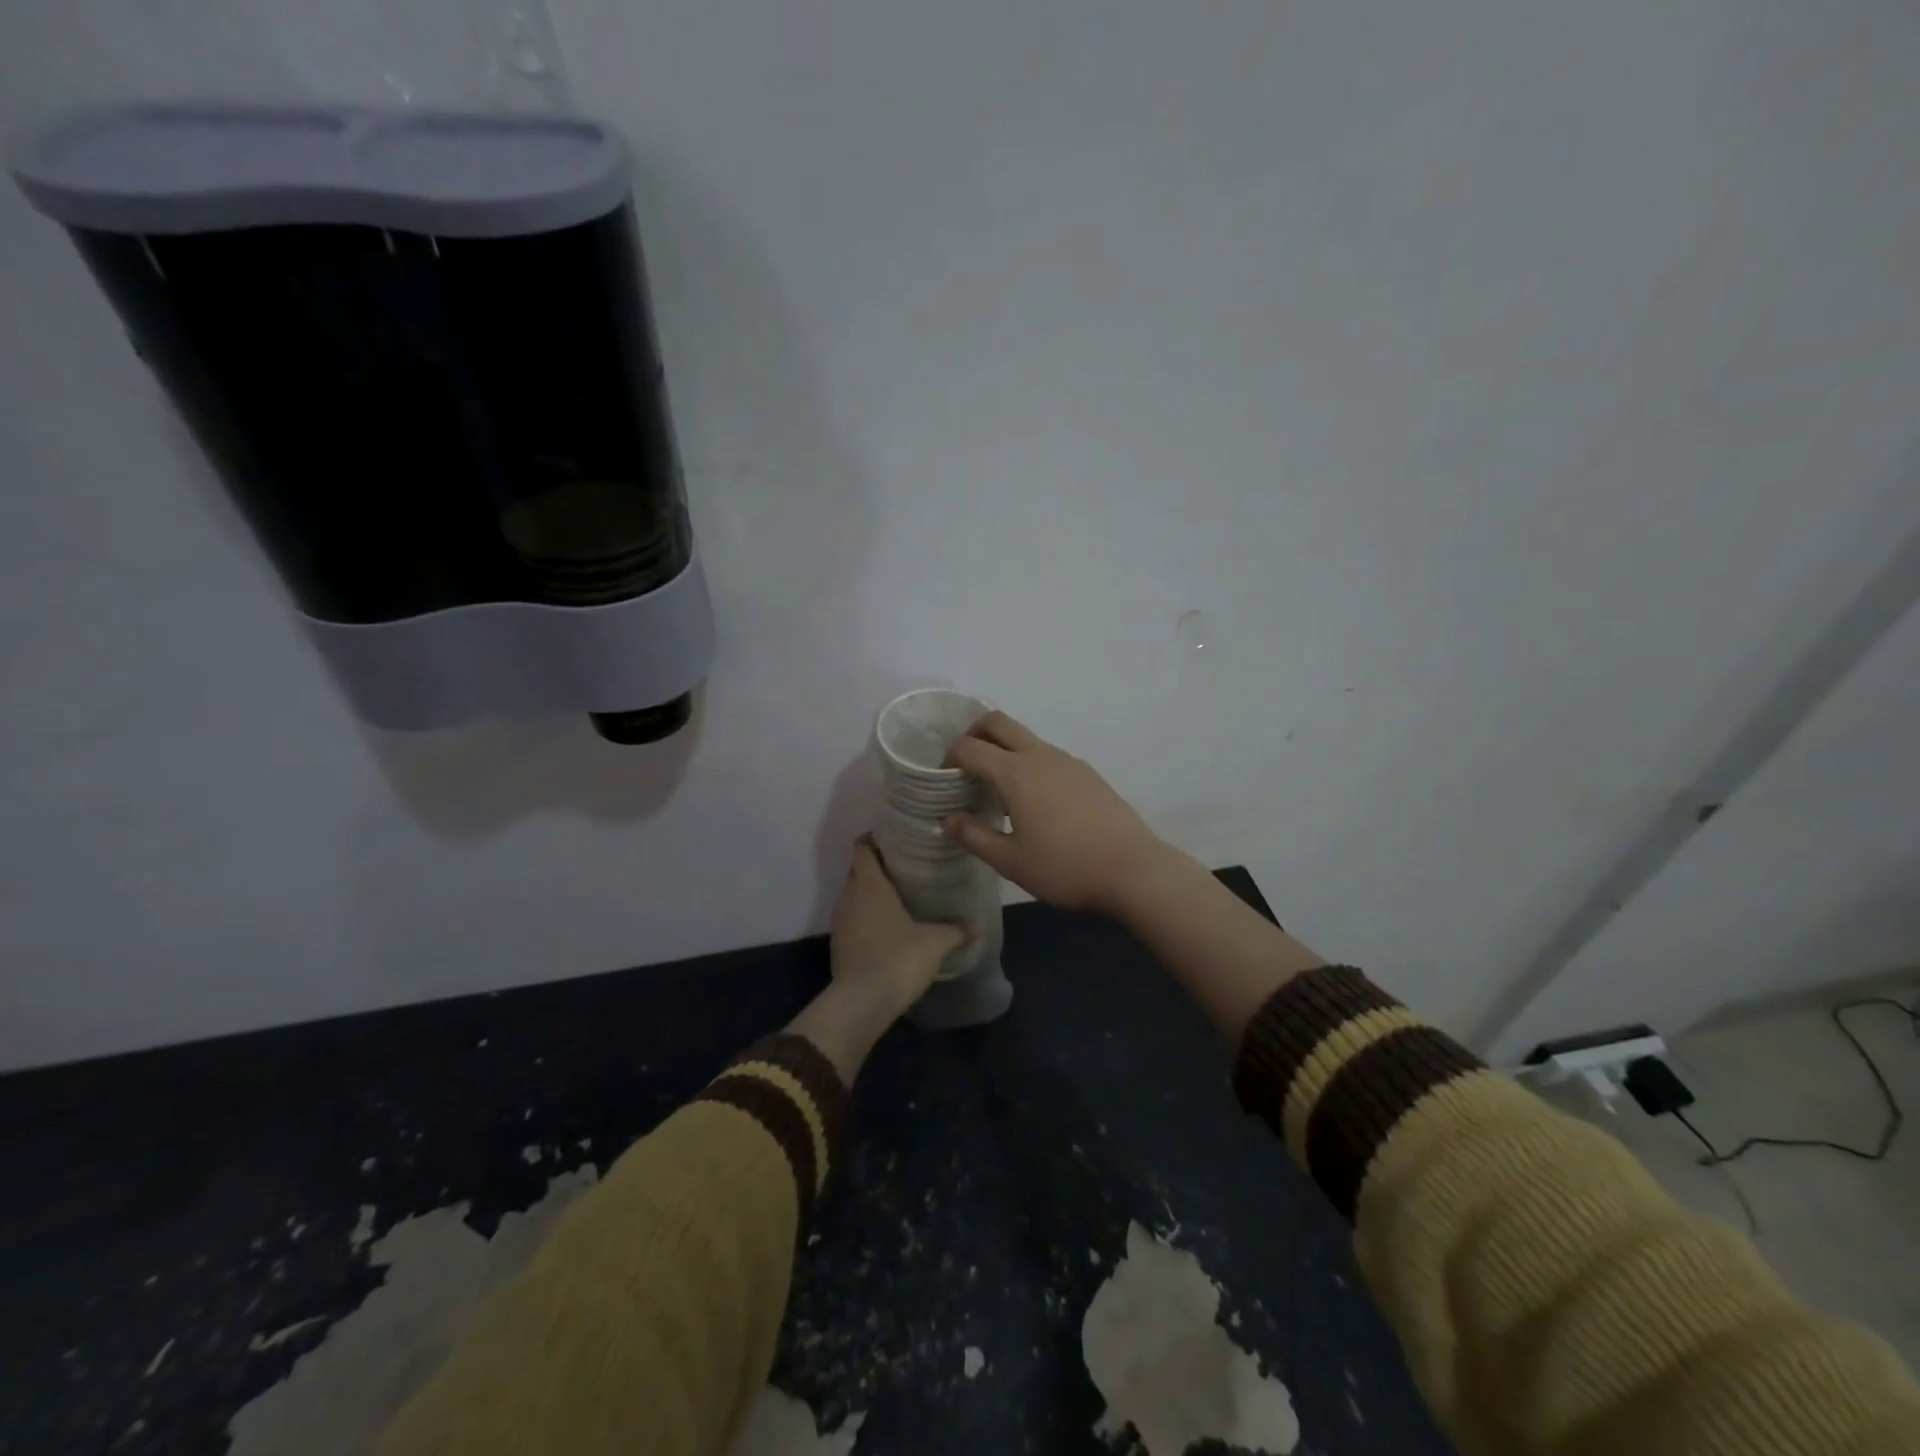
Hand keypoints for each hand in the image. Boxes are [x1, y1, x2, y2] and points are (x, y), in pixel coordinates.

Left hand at [830, 837, 969, 1017]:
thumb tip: (976, 926)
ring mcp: (840, 921)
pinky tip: (889, 926)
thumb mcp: (935, 942)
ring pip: (854, 894)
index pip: (862, 847)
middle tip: (907, 866)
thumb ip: (956, 930)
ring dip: (871, 892)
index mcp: (869, 884)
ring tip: (900, 895)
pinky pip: (853, 918)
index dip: (875, 838)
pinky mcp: (839, 944)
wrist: (861, 1003)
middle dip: (878, 865)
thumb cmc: (898, 958)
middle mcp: (849, 896)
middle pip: (858, 869)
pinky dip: (867, 916)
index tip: (897, 838)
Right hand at [944, 712, 1173, 915]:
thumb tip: (946, 820)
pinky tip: (1035, 801)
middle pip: (998, 722)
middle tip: (964, 764)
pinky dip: (1029, 763)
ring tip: (998, 789)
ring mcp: (1068, 761)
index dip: (949, 757)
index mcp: (1016, 772)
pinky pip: (1048, 755)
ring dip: (1003, 749)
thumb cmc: (1064, 867)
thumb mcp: (1010, 861)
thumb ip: (973, 836)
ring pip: (1025, 738)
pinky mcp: (1087, 772)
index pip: (969, 747)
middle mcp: (1040, 755)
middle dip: (974, 733)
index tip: (943, 779)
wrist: (1132, 869)